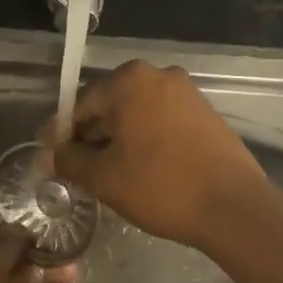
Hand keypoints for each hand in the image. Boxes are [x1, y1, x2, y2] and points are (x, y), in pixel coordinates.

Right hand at [51, 61, 268, 250]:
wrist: (232, 206)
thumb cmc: (159, 186)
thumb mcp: (103, 177)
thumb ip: (70, 161)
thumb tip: (52, 155)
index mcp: (128, 81)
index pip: (80, 105)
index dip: (61, 135)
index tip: (50, 160)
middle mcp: (158, 75)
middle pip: (110, 107)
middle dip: (91, 138)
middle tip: (79, 172)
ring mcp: (187, 93)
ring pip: (137, 116)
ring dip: (119, 141)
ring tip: (109, 177)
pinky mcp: (206, 114)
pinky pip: (162, 123)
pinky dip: (146, 142)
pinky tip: (142, 172)